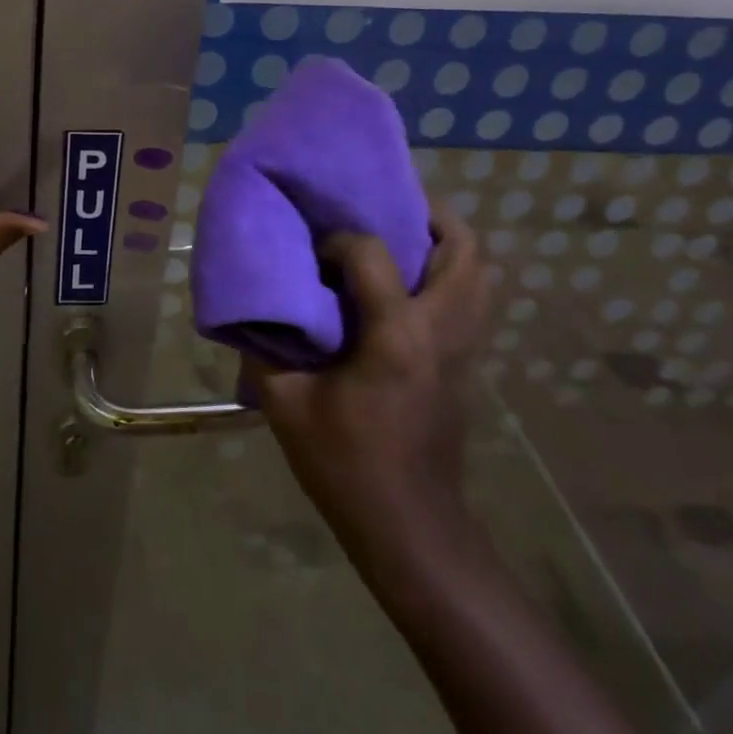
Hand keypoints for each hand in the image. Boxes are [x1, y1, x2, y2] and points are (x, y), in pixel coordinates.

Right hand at [245, 208, 490, 554]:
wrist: (409, 527)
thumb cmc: (344, 464)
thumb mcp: (285, 404)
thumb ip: (264, 347)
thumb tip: (251, 310)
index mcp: (395, 335)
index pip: (372, 253)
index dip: (338, 242)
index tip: (313, 257)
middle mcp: (441, 329)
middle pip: (463, 248)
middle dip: (427, 215)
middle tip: (385, 206)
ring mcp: (465, 348)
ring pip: (481, 272)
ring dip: (447, 243)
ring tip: (403, 236)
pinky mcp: (469, 364)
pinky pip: (475, 299)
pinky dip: (452, 275)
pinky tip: (410, 285)